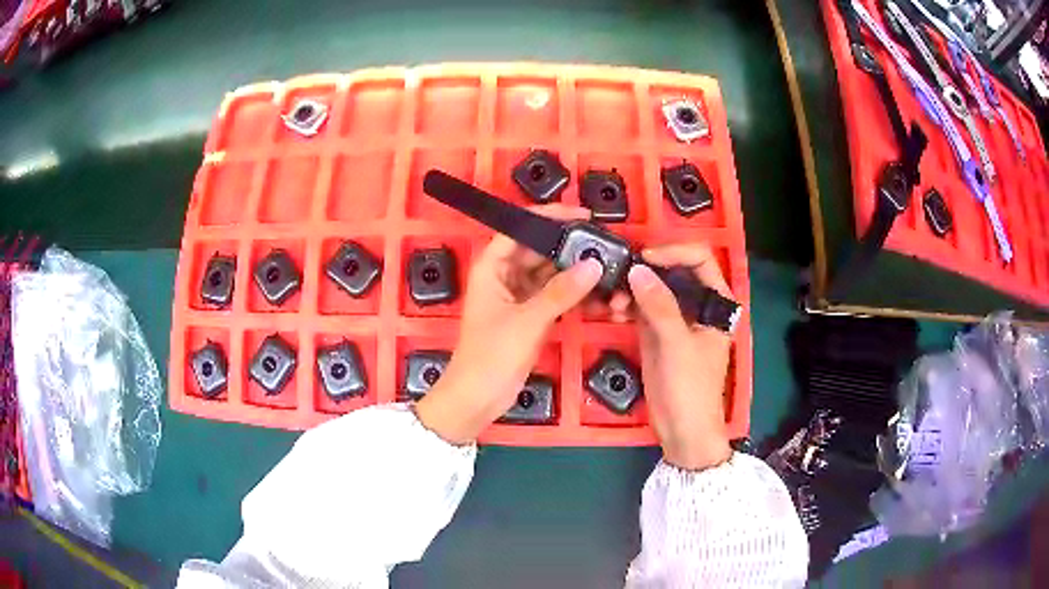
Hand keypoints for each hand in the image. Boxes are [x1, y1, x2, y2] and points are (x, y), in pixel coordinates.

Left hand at [415, 205, 602, 444]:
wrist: (478, 399)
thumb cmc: (491, 356)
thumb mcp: (527, 321)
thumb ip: (561, 292)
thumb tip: (593, 264)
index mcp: (491, 268)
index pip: (520, 229)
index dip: (549, 218)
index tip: (582, 217)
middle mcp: (504, 276)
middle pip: (540, 250)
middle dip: (570, 248)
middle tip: (605, 245)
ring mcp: (519, 297)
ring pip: (551, 275)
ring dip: (576, 274)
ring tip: (609, 270)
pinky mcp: (531, 316)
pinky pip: (556, 297)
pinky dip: (575, 296)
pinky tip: (600, 296)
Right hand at [626, 243, 734, 470]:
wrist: (682, 430)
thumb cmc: (691, 388)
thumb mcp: (677, 345)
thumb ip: (659, 305)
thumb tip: (637, 269)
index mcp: (717, 302)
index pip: (699, 259)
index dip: (674, 252)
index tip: (645, 258)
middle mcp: (697, 304)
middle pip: (673, 271)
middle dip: (645, 271)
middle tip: (620, 278)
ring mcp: (676, 318)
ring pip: (653, 289)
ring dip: (632, 289)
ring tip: (613, 303)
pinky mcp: (657, 333)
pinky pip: (641, 308)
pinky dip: (627, 306)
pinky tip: (613, 310)